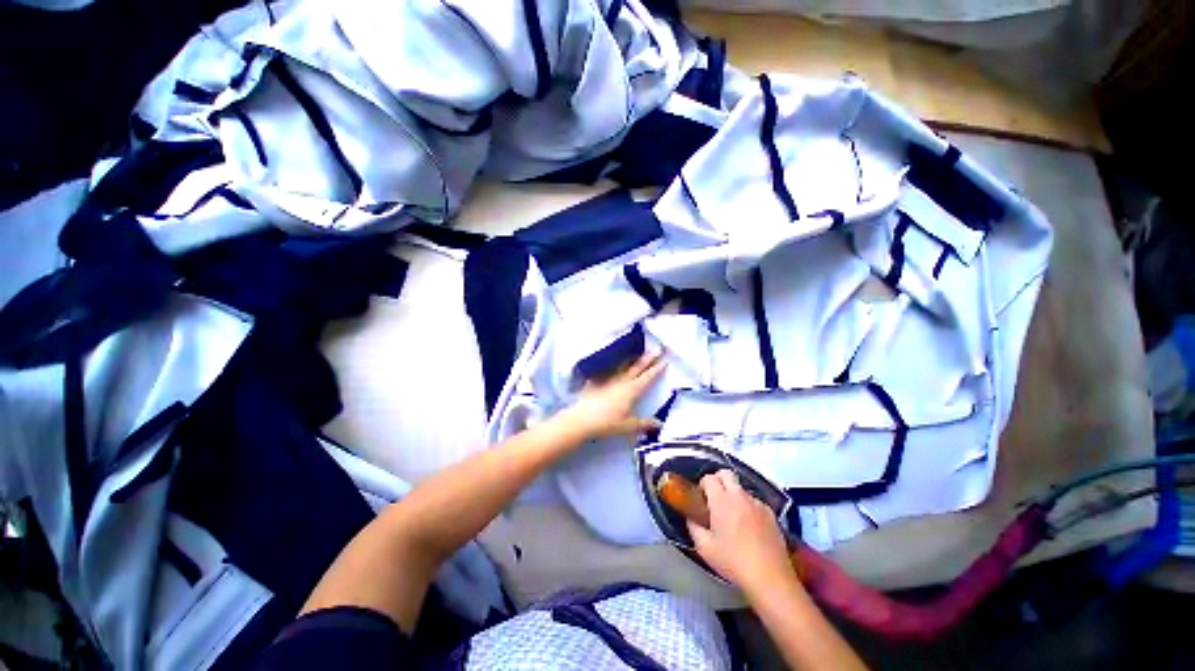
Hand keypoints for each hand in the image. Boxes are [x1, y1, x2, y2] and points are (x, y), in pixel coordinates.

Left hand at [559, 351, 665, 440]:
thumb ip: (645, 424)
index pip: (647, 377)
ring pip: (623, 366)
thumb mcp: (628, 426)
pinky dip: (613, 366)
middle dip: (648, 358)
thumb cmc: (607, 423)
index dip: (657, 368)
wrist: (581, 419)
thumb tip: (659, 424)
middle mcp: (621, 381)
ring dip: (632, 359)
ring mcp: (608, 378)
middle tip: (657, 347)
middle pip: (637, 367)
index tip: (664, 359)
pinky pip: (607, 370)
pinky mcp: (596, 380)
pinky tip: (612, 364)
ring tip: (637, 352)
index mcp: (632, 390)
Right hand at [687, 470, 795, 598]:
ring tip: (733, 518)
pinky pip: (755, 502)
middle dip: (718, 481)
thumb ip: (693, 527)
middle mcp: (740, 496)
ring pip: (741, 489)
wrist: (770, 578)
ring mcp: (757, 503)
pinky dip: (748, 507)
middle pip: (726, 473)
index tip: (700, 499)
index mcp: (721, 500)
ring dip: (734, 496)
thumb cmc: (733, 562)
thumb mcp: (704, 548)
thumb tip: (691, 517)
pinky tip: (749, 528)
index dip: (702, 485)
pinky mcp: (771, 514)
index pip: (708, 478)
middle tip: (714, 500)